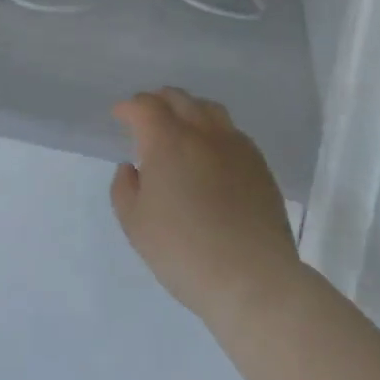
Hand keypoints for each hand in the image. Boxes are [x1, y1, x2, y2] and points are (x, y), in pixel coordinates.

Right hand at [111, 89, 301, 339]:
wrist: (254, 281)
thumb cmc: (184, 252)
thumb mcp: (135, 225)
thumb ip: (124, 188)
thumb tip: (131, 168)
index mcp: (167, 140)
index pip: (145, 105)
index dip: (129, 107)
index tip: (120, 116)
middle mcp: (202, 133)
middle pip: (178, 98)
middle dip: (157, 101)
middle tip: (146, 118)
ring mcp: (235, 147)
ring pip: (209, 109)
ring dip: (188, 110)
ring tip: (181, 128)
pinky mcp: (259, 166)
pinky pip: (232, 132)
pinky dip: (214, 130)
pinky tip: (211, 153)